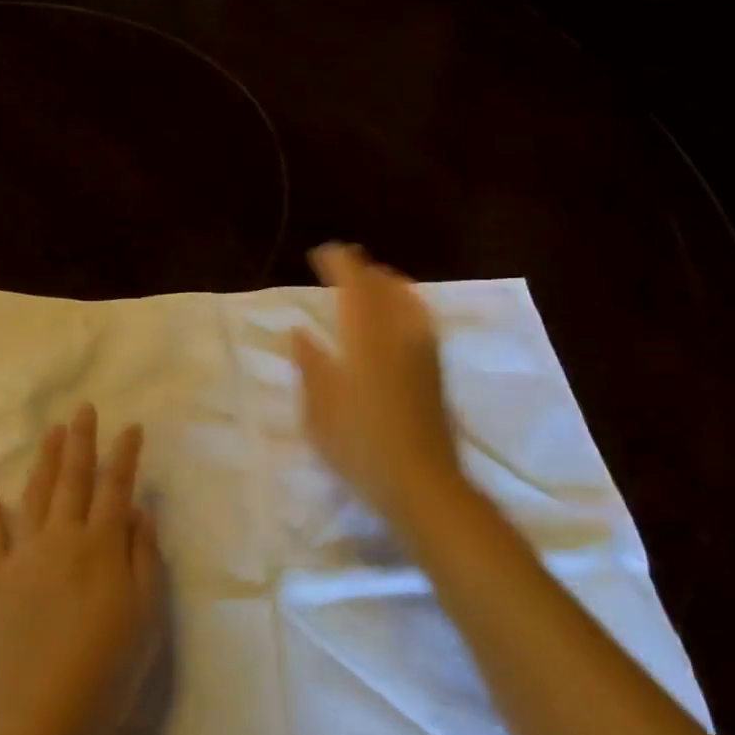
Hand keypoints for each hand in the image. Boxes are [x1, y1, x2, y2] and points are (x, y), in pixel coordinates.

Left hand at [0, 404, 163, 734]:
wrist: (35, 720)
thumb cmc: (105, 672)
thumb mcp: (146, 617)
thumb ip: (145, 557)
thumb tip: (139, 510)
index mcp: (103, 547)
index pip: (117, 487)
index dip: (125, 455)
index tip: (131, 427)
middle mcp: (62, 538)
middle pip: (75, 479)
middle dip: (83, 441)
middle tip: (85, 409)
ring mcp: (23, 556)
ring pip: (36, 493)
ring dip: (46, 458)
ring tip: (53, 430)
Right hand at [292, 242, 464, 528]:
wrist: (421, 482)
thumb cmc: (360, 446)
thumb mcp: (319, 409)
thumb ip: (309, 364)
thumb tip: (299, 332)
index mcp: (365, 337)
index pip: (355, 284)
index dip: (340, 263)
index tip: (323, 253)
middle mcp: (399, 333)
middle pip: (384, 286)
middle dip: (363, 269)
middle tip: (344, 264)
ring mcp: (423, 350)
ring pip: (407, 299)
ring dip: (386, 284)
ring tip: (371, 284)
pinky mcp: (435, 369)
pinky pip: (420, 318)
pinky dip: (405, 303)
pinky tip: (398, 316)